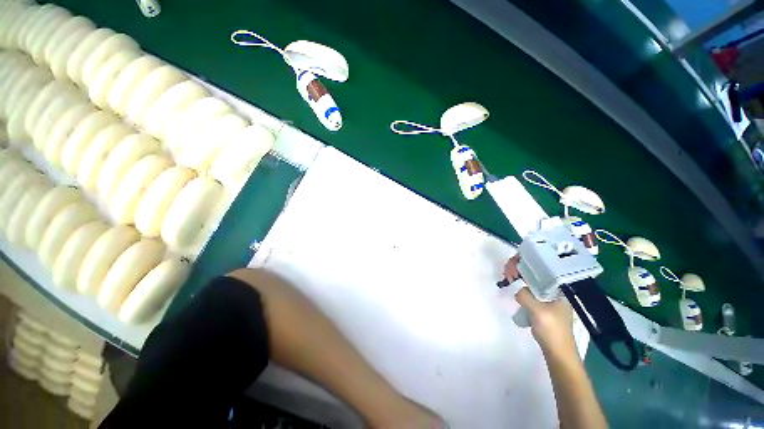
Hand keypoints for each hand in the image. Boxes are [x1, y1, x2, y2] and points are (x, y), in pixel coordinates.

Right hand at [504, 255, 576, 355]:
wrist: (557, 353)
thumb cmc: (552, 330)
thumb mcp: (538, 311)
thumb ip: (525, 295)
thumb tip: (515, 288)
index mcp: (559, 287)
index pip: (541, 266)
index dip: (525, 262)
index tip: (512, 268)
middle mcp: (554, 288)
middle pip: (534, 270)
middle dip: (519, 268)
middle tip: (506, 273)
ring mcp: (547, 296)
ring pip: (529, 279)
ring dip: (517, 276)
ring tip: (507, 278)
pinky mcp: (541, 303)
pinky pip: (527, 288)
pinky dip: (518, 285)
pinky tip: (511, 286)